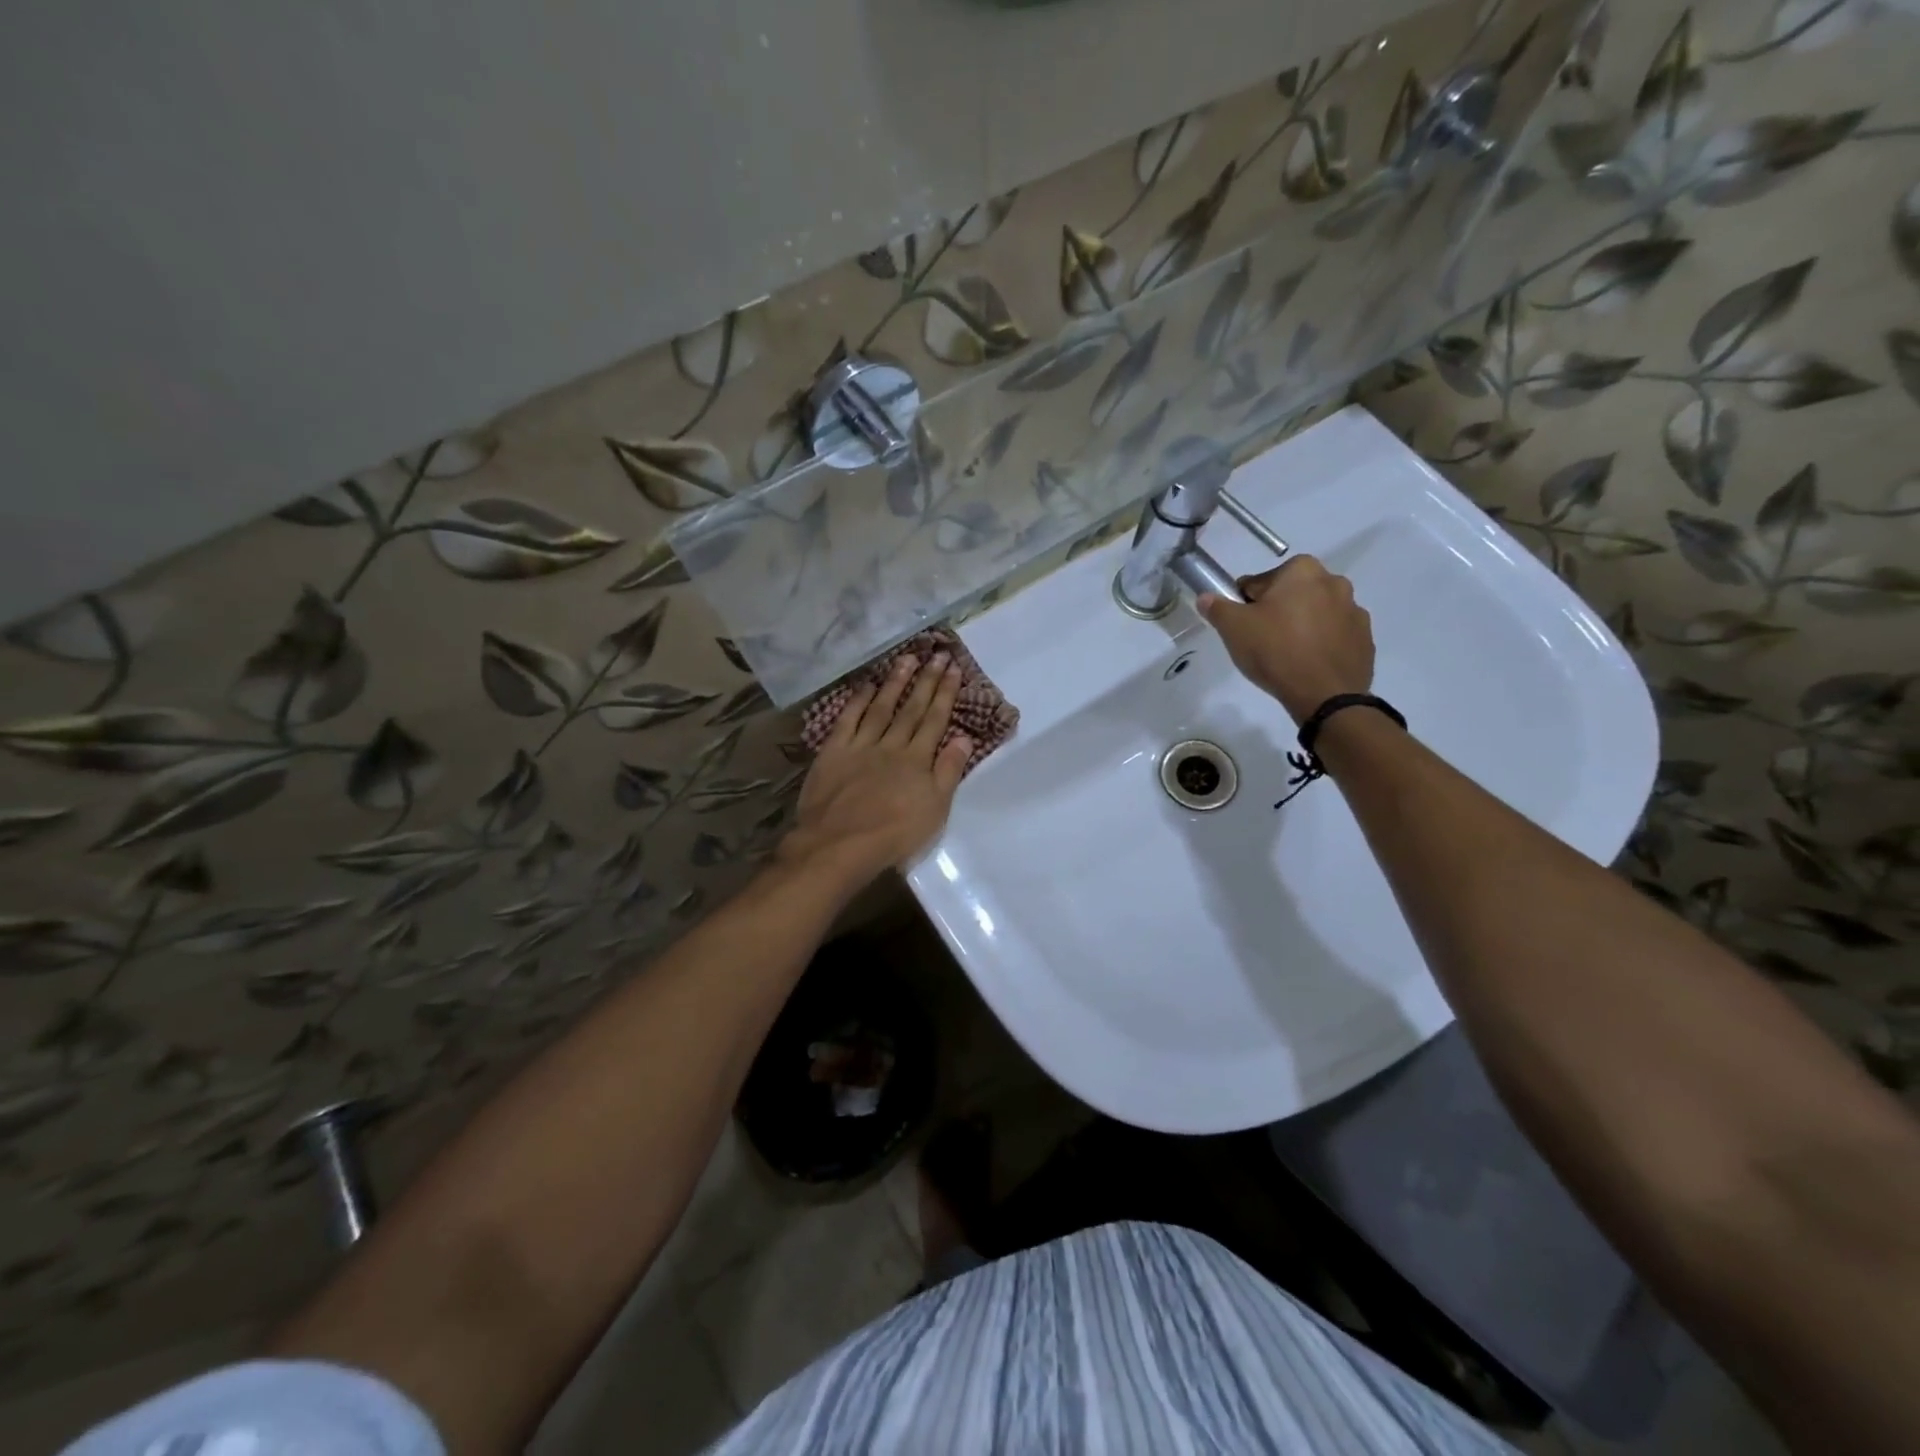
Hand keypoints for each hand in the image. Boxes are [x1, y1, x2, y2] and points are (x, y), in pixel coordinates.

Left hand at [780, 652, 973, 884]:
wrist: (840, 844)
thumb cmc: (894, 834)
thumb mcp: (935, 809)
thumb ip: (949, 771)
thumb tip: (964, 736)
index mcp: (917, 760)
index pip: (935, 720)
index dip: (945, 694)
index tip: (954, 669)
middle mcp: (891, 745)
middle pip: (911, 709)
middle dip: (926, 681)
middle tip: (937, 654)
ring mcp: (861, 746)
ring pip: (881, 707)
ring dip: (895, 682)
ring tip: (907, 659)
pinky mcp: (834, 752)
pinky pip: (848, 720)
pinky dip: (858, 701)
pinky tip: (867, 686)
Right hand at [1197, 555, 1373, 723]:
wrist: (1325, 695)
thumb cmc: (1275, 651)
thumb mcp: (1234, 628)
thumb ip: (1217, 608)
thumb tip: (1206, 597)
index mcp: (1302, 570)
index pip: (1260, 582)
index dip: (1245, 604)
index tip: (1242, 626)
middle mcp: (1334, 582)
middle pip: (1291, 595)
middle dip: (1277, 612)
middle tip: (1262, 641)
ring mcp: (1355, 611)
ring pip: (1315, 614)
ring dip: (1301, 626)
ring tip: (1286, 656)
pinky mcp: (1365, 638)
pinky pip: (1334, 636)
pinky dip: (1321, 644)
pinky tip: (1307, 665)